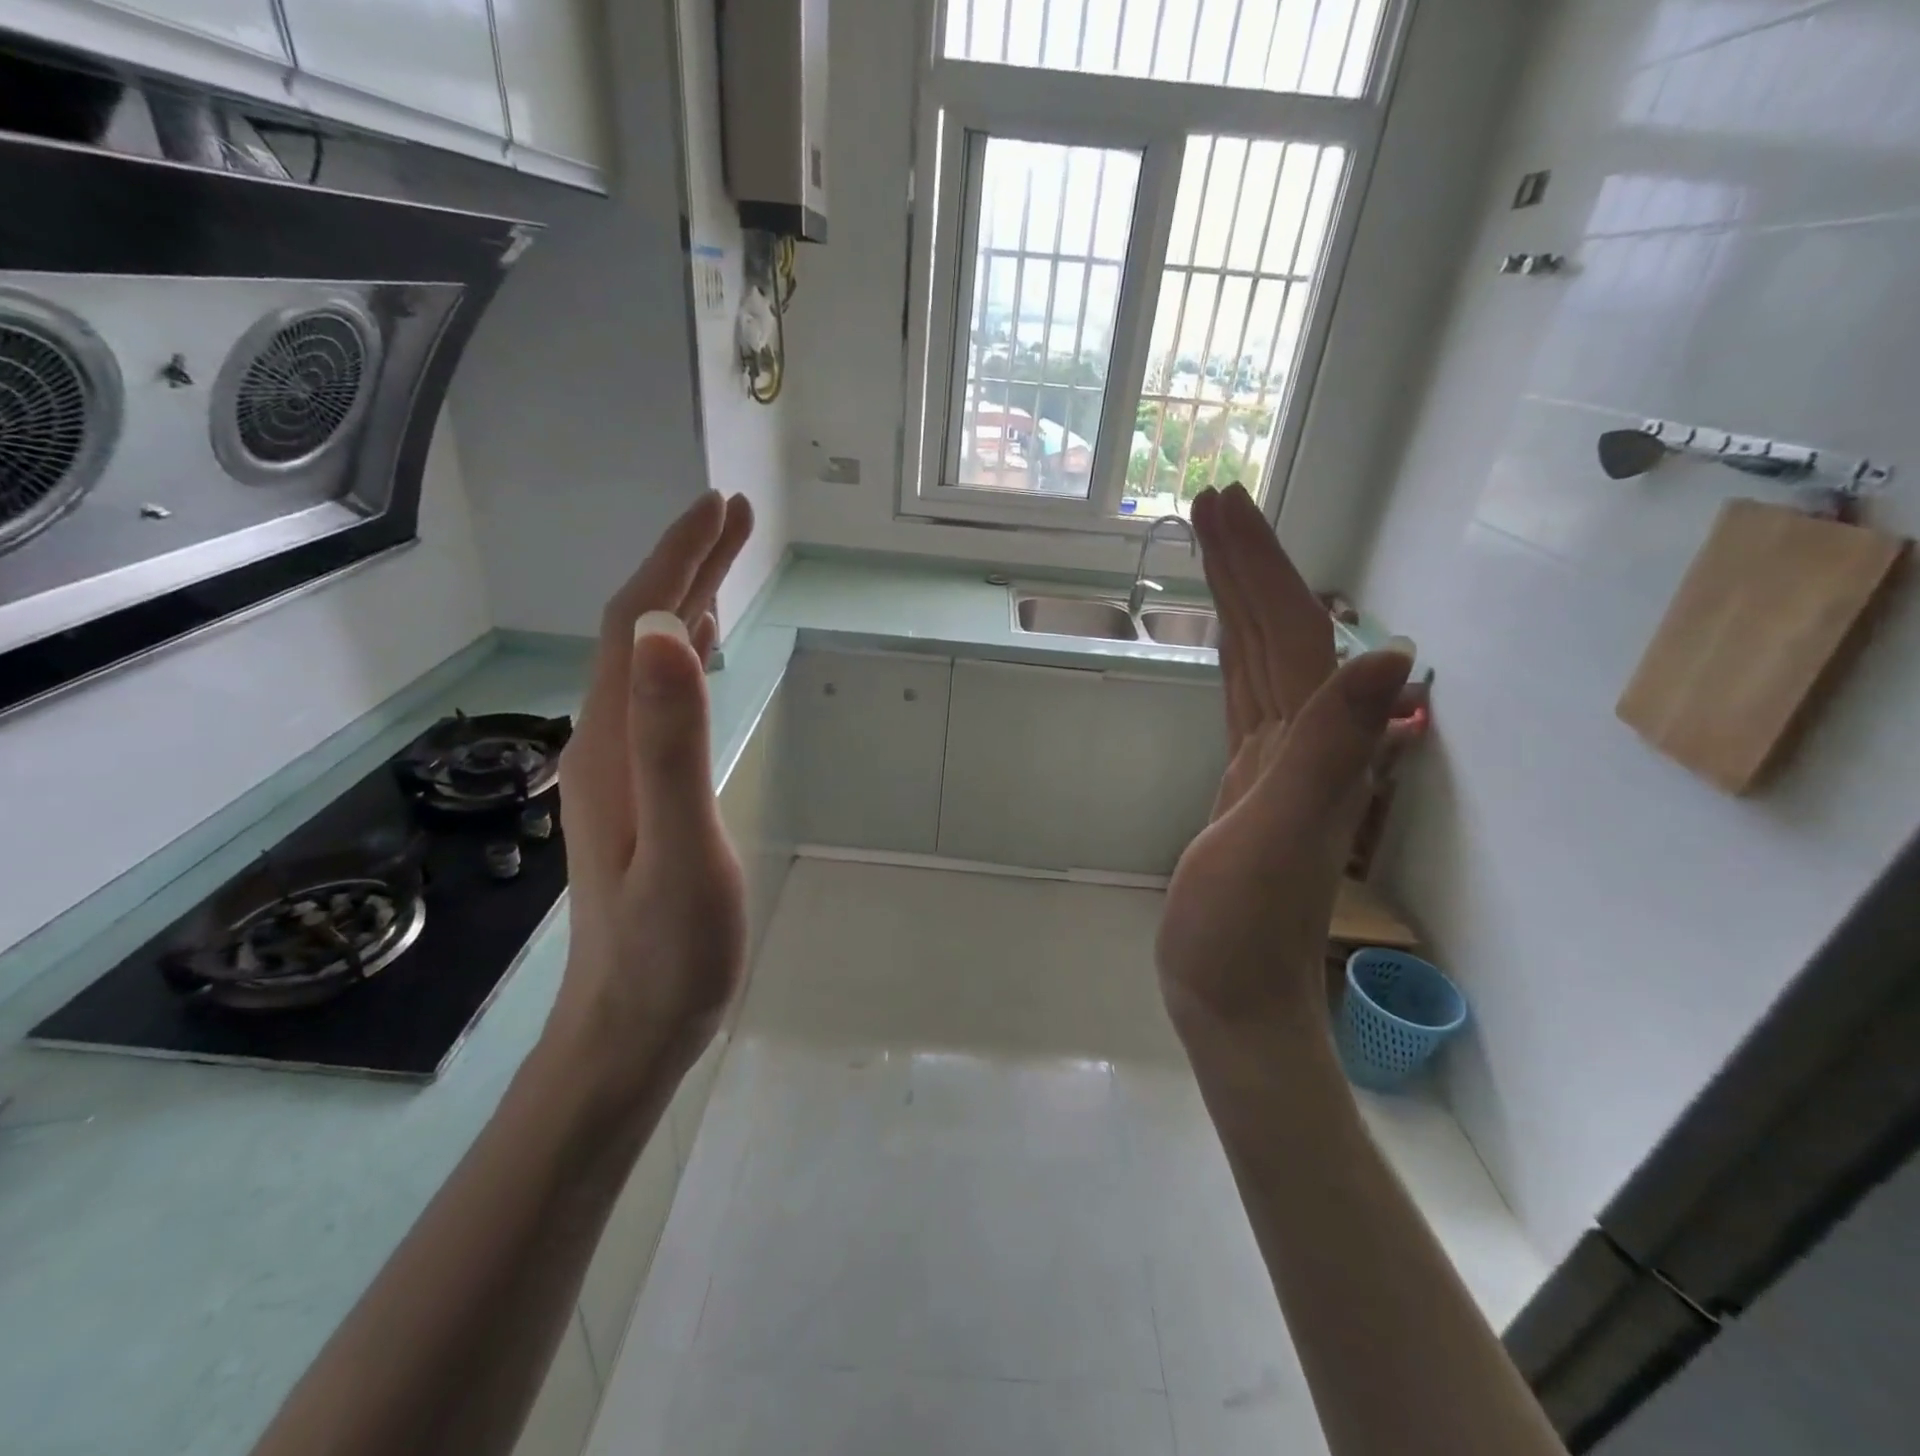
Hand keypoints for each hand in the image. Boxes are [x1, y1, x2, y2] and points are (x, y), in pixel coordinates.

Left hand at [547, 491, 755, 1103]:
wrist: (631, 1028)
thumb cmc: (668, 949)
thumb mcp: (680, 842)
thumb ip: (670, 738)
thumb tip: (662, 631)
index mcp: (612, 743)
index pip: (634, 624)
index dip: (676, 559)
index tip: (721, 508)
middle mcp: (604, 742)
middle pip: (637, 633)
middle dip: (684, 565)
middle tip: (733, 516)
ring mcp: (619, 769)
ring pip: (645, 663)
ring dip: (682, 603)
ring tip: (722, 564)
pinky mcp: (639, 793)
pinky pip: (657, 700)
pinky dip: (679, 658)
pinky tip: (697, 653)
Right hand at [1158, 484, 1413, 1042]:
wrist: (1233, 1001)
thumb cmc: (1241, 932)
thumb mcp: (1280, 840)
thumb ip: (1330, 751)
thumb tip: (1391, 655)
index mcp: (1309, 744)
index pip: (1288, 632)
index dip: (1258, 566)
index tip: (1221, 506)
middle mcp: (1301, 742)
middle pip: (1277, 633)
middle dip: (1247, 563)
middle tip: (1209, 503)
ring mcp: (1274, 764)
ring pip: (1260, 661)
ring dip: (1239, 601)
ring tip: (1210, 550)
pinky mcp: (1246, 786)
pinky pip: (1243, 701)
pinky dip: (1232, 657)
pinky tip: (1225, 641)